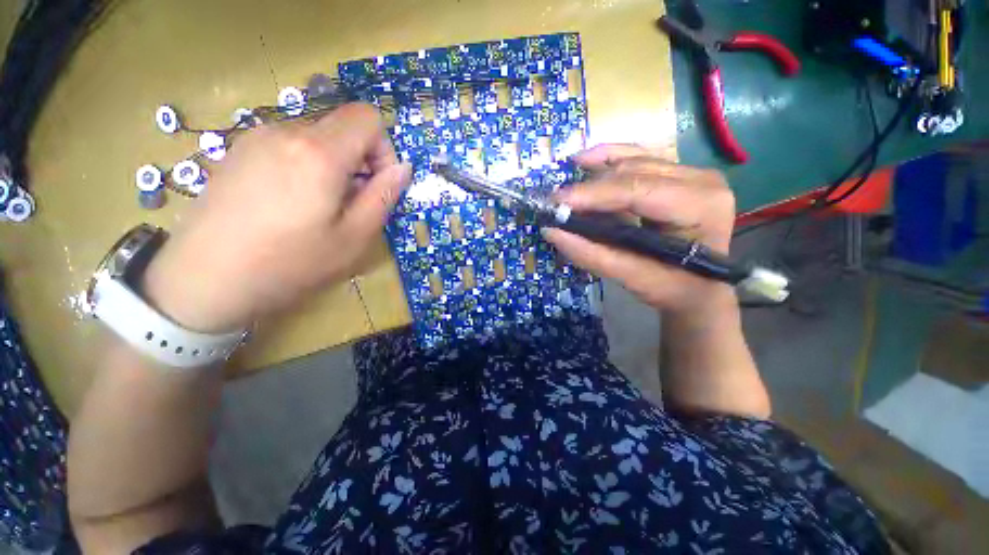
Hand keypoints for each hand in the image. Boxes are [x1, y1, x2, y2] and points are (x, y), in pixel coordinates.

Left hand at [144, 103, 410, 332]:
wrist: (204, 279)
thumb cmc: (290, 263)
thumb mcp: (354, 237)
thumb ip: (384, 197)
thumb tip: (403, 168)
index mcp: (319, 153)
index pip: (368, 118)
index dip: (383, 148)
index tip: (377, 184)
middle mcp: (286, 131)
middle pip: (342, 125)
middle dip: (360, 159)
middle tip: (352, 202)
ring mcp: (257, 137)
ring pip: (317, 136)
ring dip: (333, 164)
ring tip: (319, 206)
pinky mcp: (239, 150)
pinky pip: (289, 144)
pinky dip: (306, 164)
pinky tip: (290, 201)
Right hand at [544, 144, 735, 317]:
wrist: (700, 288)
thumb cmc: (673, 288)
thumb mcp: (632, 277)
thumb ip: (592, 254)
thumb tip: (552, 232)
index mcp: (699, 206)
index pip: (636, 190)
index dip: (592, 194)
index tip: (557, 202)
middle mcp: (700, 180)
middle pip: (633, 172)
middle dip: (589, 187)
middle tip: (556, 202)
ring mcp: (692, 173)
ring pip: (633, 162)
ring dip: (596, 173)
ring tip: (566, 188)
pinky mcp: (679, 174)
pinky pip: (640, 158)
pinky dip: (610, 159)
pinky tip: (586, 159)